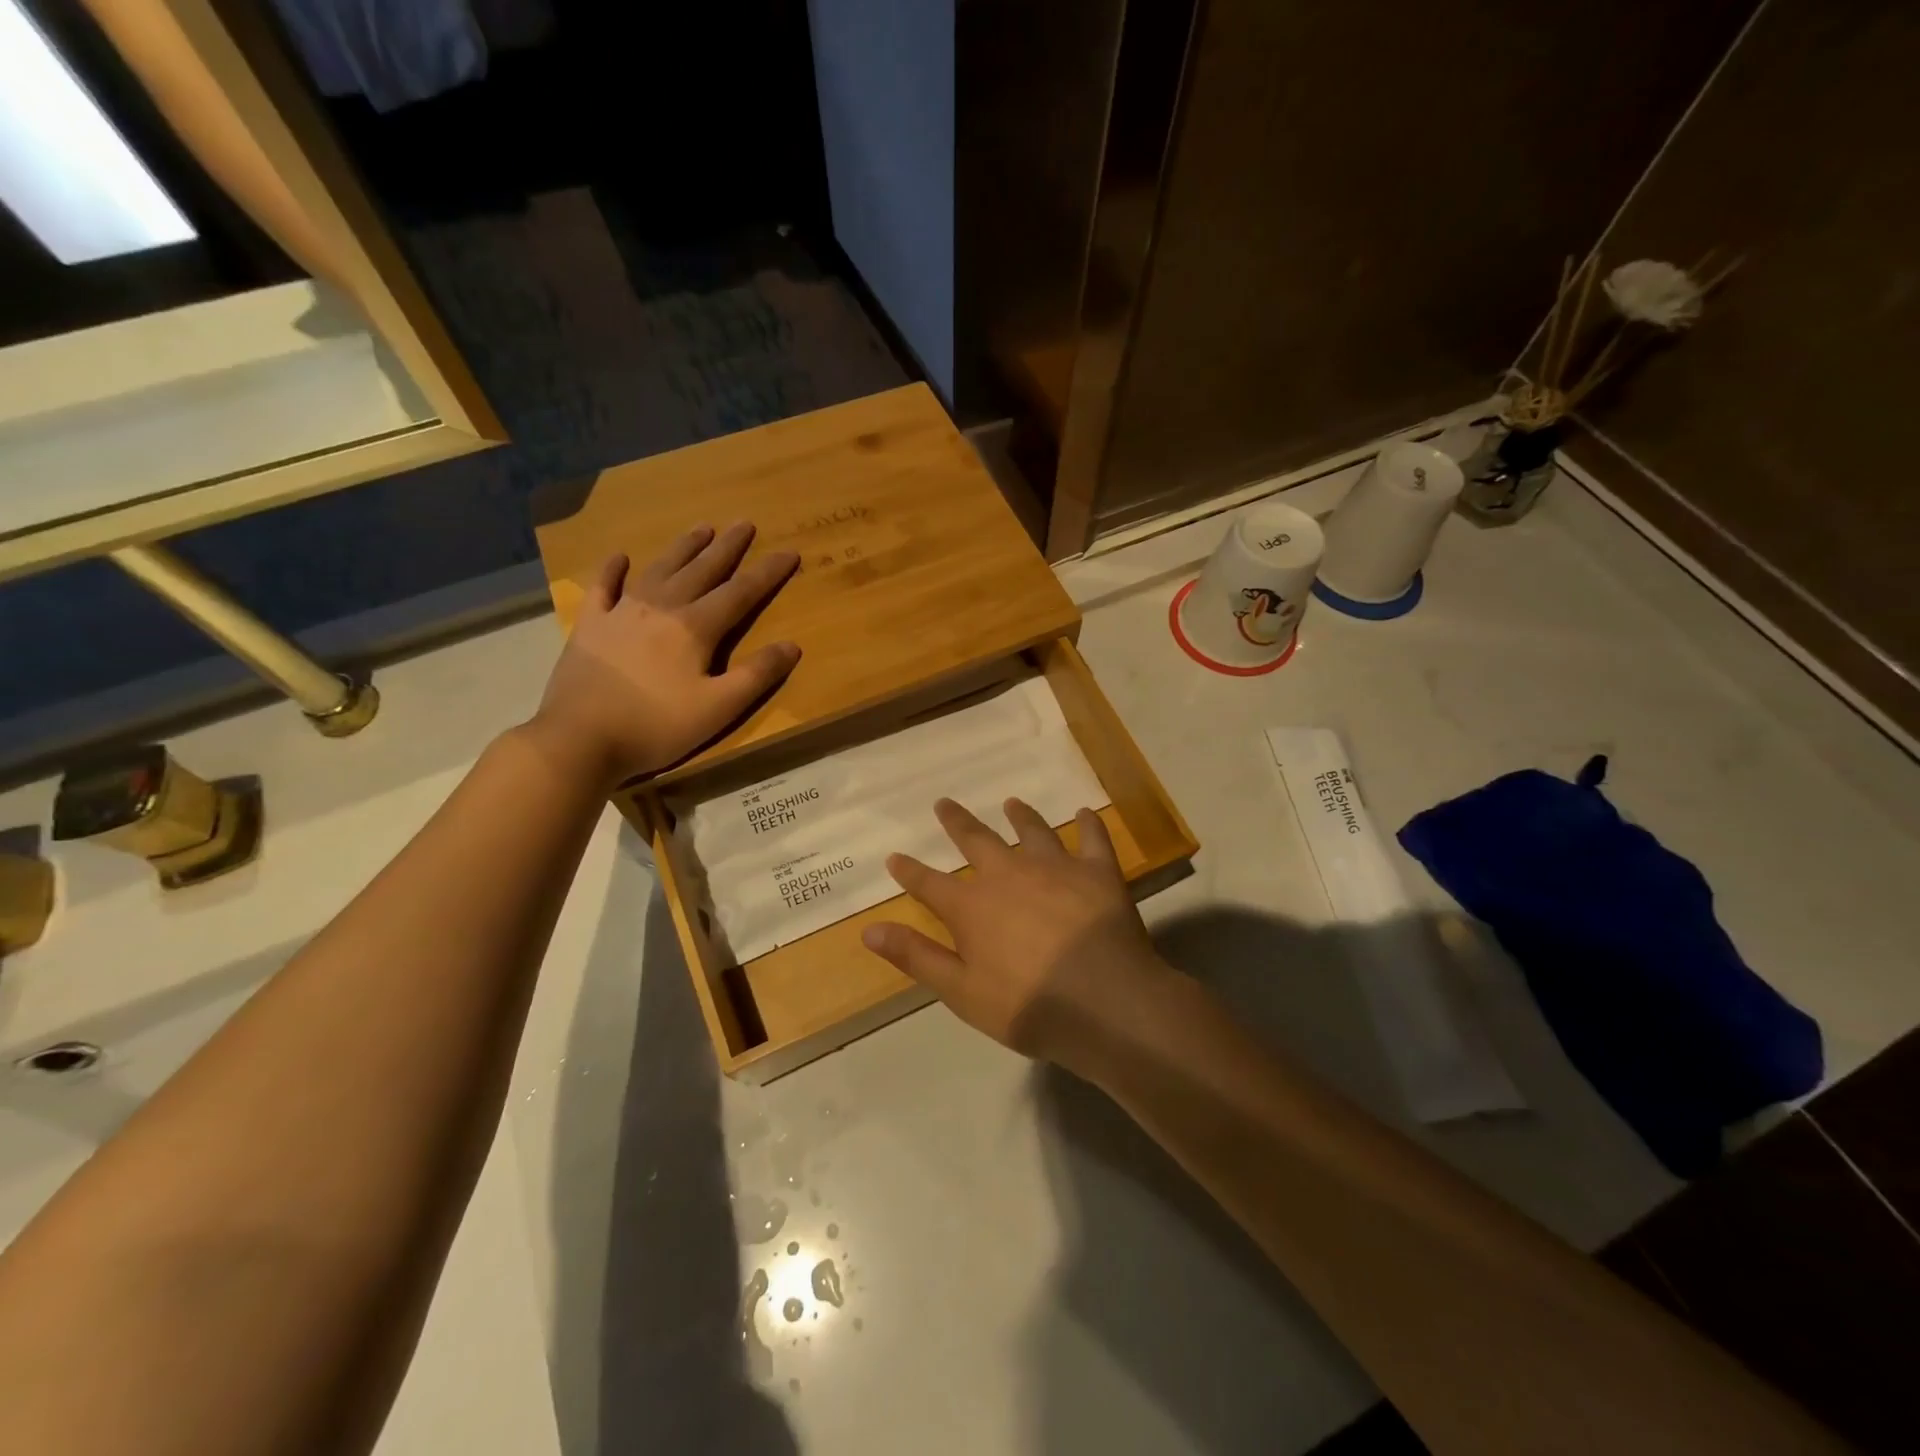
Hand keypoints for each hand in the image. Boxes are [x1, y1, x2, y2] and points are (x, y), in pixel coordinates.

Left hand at [525, 522, 800, 786]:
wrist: (580, 739)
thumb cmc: (656, 726)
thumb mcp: (719, 709)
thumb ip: (757, 676)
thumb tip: (793, 645)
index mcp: (695, 628)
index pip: (740, 593)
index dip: (767, 573)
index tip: (789, 552)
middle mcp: (661, 609)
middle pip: (701, 571)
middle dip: (727, 548)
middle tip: (745, 524)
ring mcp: (621, 613)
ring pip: (659, 569)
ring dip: (683, 548)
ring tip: (702, 528)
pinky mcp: (590, 626)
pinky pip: (603, 587)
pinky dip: (612, 569)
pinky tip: (620, 556)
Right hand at [862, 798, 1170, 1073]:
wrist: (1105, 1002)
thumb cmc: (1028, 1006)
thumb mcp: (961, 991)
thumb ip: (916, 956)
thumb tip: (869, 929)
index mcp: (972, 906)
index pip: (929, 884)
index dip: (909, 872)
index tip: (894, 857)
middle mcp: (1009, 874)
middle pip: (977, 840)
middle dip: (957, 822)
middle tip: (944, 803)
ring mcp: (1055, 867)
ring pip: (1032, 831)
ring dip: (1020, 816)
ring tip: (1011, 803)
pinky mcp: (1097, 871)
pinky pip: (1092, 838)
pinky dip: (1089, 824)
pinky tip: (1086, 813)